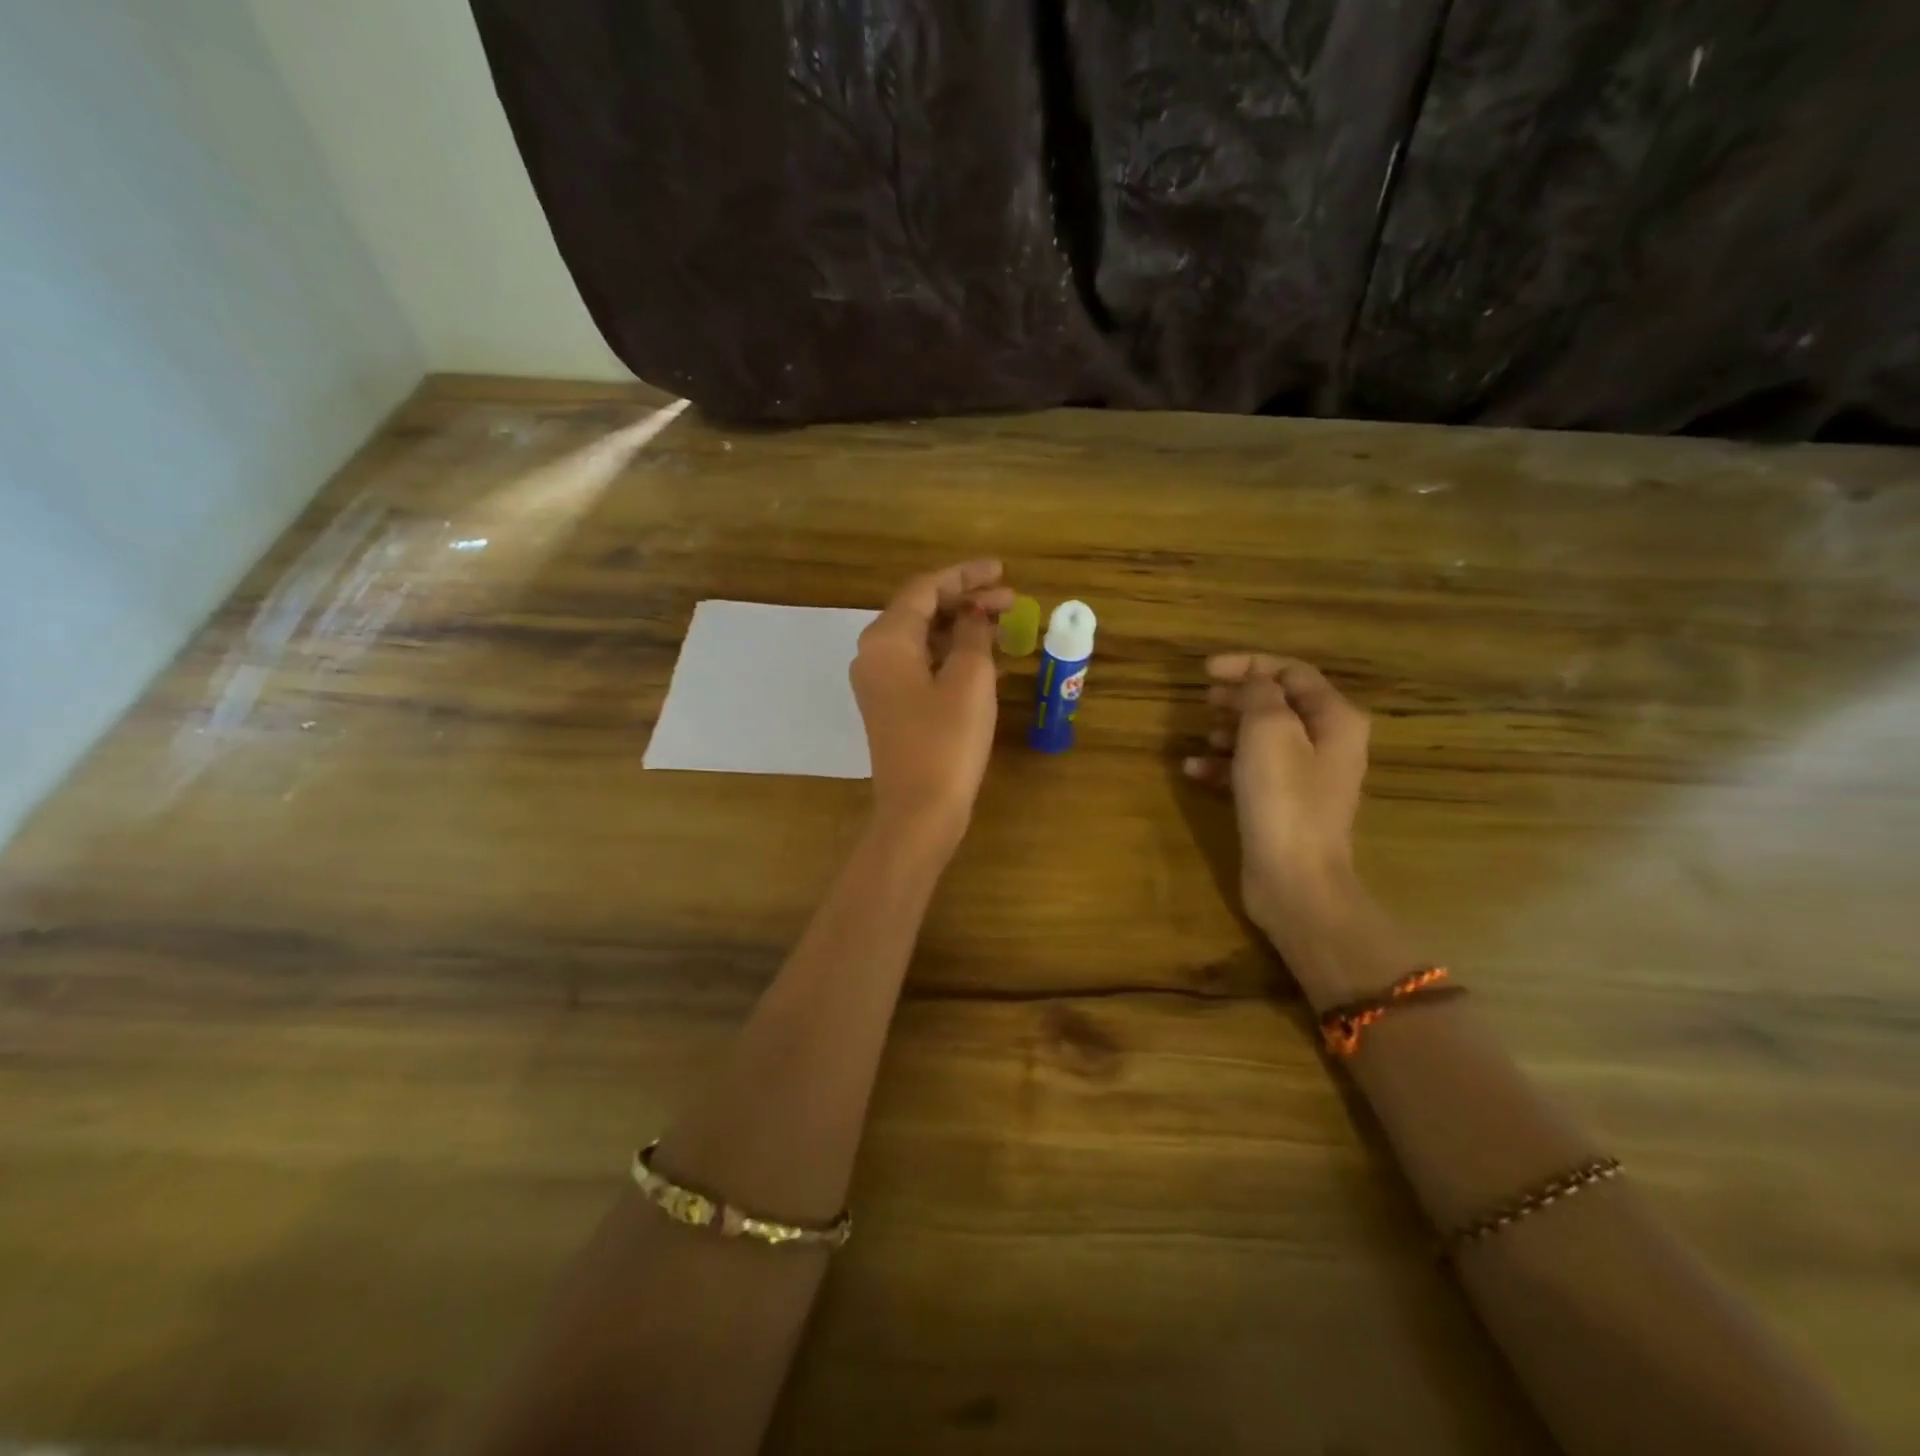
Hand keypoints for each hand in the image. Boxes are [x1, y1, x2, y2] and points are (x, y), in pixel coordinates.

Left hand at [851, 560, 1013, 849]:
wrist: (919, 811)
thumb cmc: (946, 742)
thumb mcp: (969, 680)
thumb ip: (973, 636)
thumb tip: (974, 615)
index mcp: (886, 640)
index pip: (925, 589)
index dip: (965, 575)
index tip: (1002, 571)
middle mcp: (873, 655)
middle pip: (921, 610)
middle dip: (965, 600)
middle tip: (1010, 599)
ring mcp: (879, 682)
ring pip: (922, 638)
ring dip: (960, 627)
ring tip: (1002, 622)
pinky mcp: (891, 706)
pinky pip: (920, 664)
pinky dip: (950, 654)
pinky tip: (982, 656)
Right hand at [1183, 654, 1369, 936]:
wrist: (1294, 879)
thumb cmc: (1284, 799)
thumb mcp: (1268, 732)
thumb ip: (1260, 695)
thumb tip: (1254, 681)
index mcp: (1335, 719)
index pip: (1292, 672)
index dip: (1248, 665)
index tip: (1206, 670)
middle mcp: (1328, 742)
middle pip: (1279, 703)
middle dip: (1239, 697)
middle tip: (1205, 699)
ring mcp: (1307, 776)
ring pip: (1263, 737)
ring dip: (1229, 731)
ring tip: (1202, 736)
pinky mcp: (1284, 803)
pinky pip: (1253, 770)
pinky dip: (1225, 765)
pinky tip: (1194, 771)